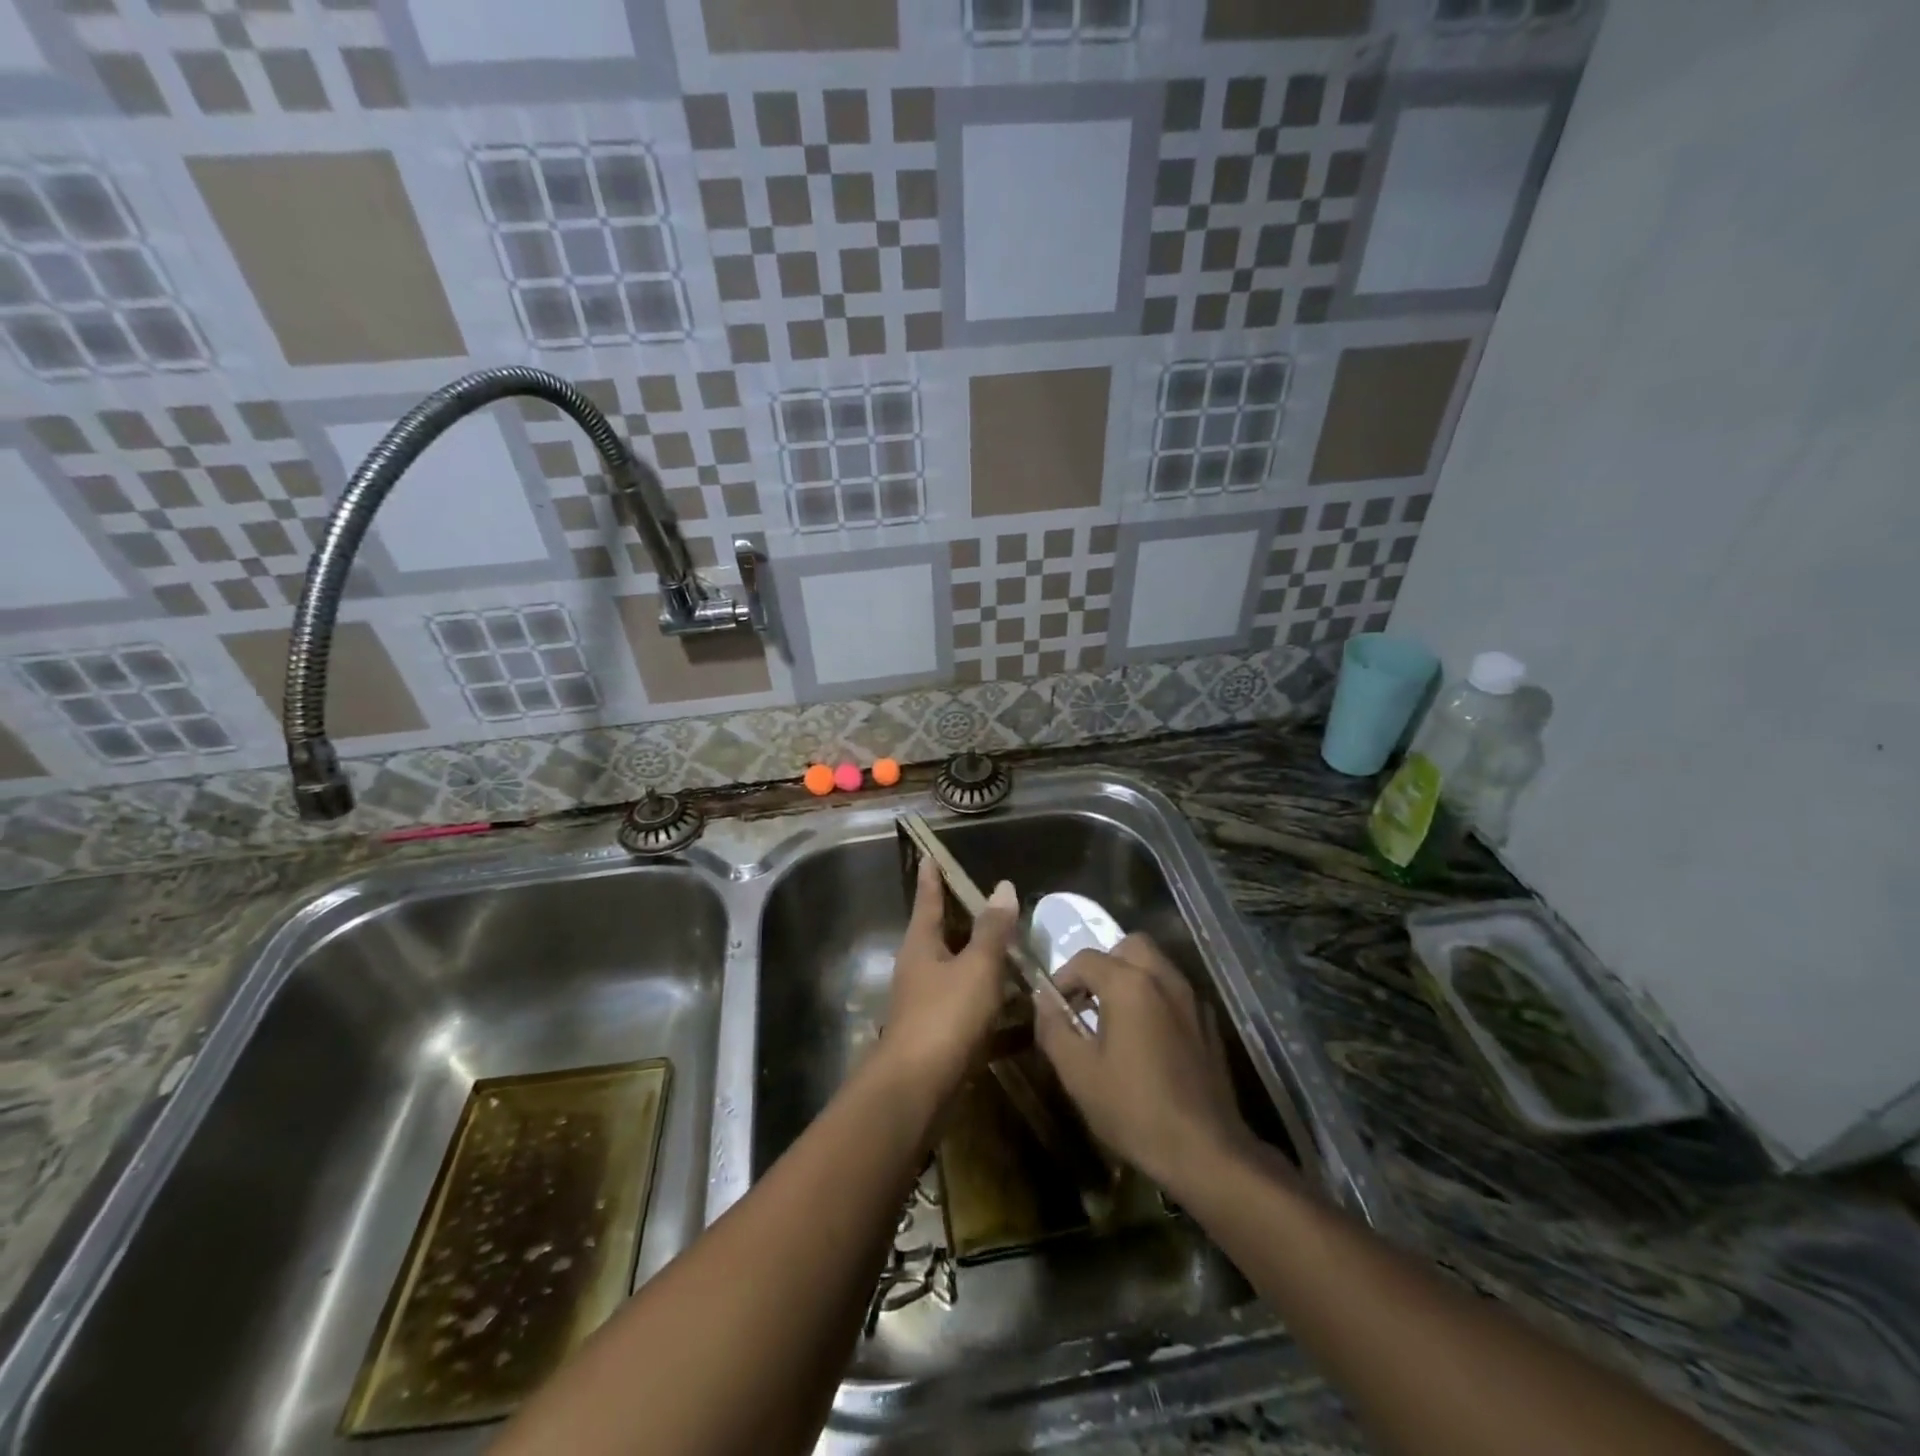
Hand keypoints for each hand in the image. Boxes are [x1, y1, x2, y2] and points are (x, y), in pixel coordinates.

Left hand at [878, 859, 1019, 1099]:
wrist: (917, 1089)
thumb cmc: (945, 1016)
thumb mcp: (977, 967)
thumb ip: (992, 930)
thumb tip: (1002, 886)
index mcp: (921, 945)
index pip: (927, 900)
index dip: (932, 878)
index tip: (929, 856)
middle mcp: (919, 969)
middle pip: (940, 934)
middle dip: (961, 919)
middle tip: (986, 902)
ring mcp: (926, 1003)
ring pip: (956, 971)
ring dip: (979, 961)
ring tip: (1010, 951)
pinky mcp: (939, 1034)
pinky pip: (967, 1006)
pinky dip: (988, 1001)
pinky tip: (1014, 1007)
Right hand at [1034, 935, 1256, 1193]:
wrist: (1205, 1151)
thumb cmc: (1133, 1109)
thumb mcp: (1078, 1073)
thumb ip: (1054, 1027)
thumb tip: (1043, 1000)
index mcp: (1129, 984)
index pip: (1085, 959)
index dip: (1062, 978)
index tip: (1053, 1007)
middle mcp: (1163, 979)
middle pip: (1130, 946)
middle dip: (1104, 964)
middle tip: (1089, 999)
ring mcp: (1192, 1000)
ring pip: (1157, 966)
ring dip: (1132, 978)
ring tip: (1114, 1018)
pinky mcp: (1209, 1024)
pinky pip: (1176, 993)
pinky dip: (1156, 999)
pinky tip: (1148, 1039)